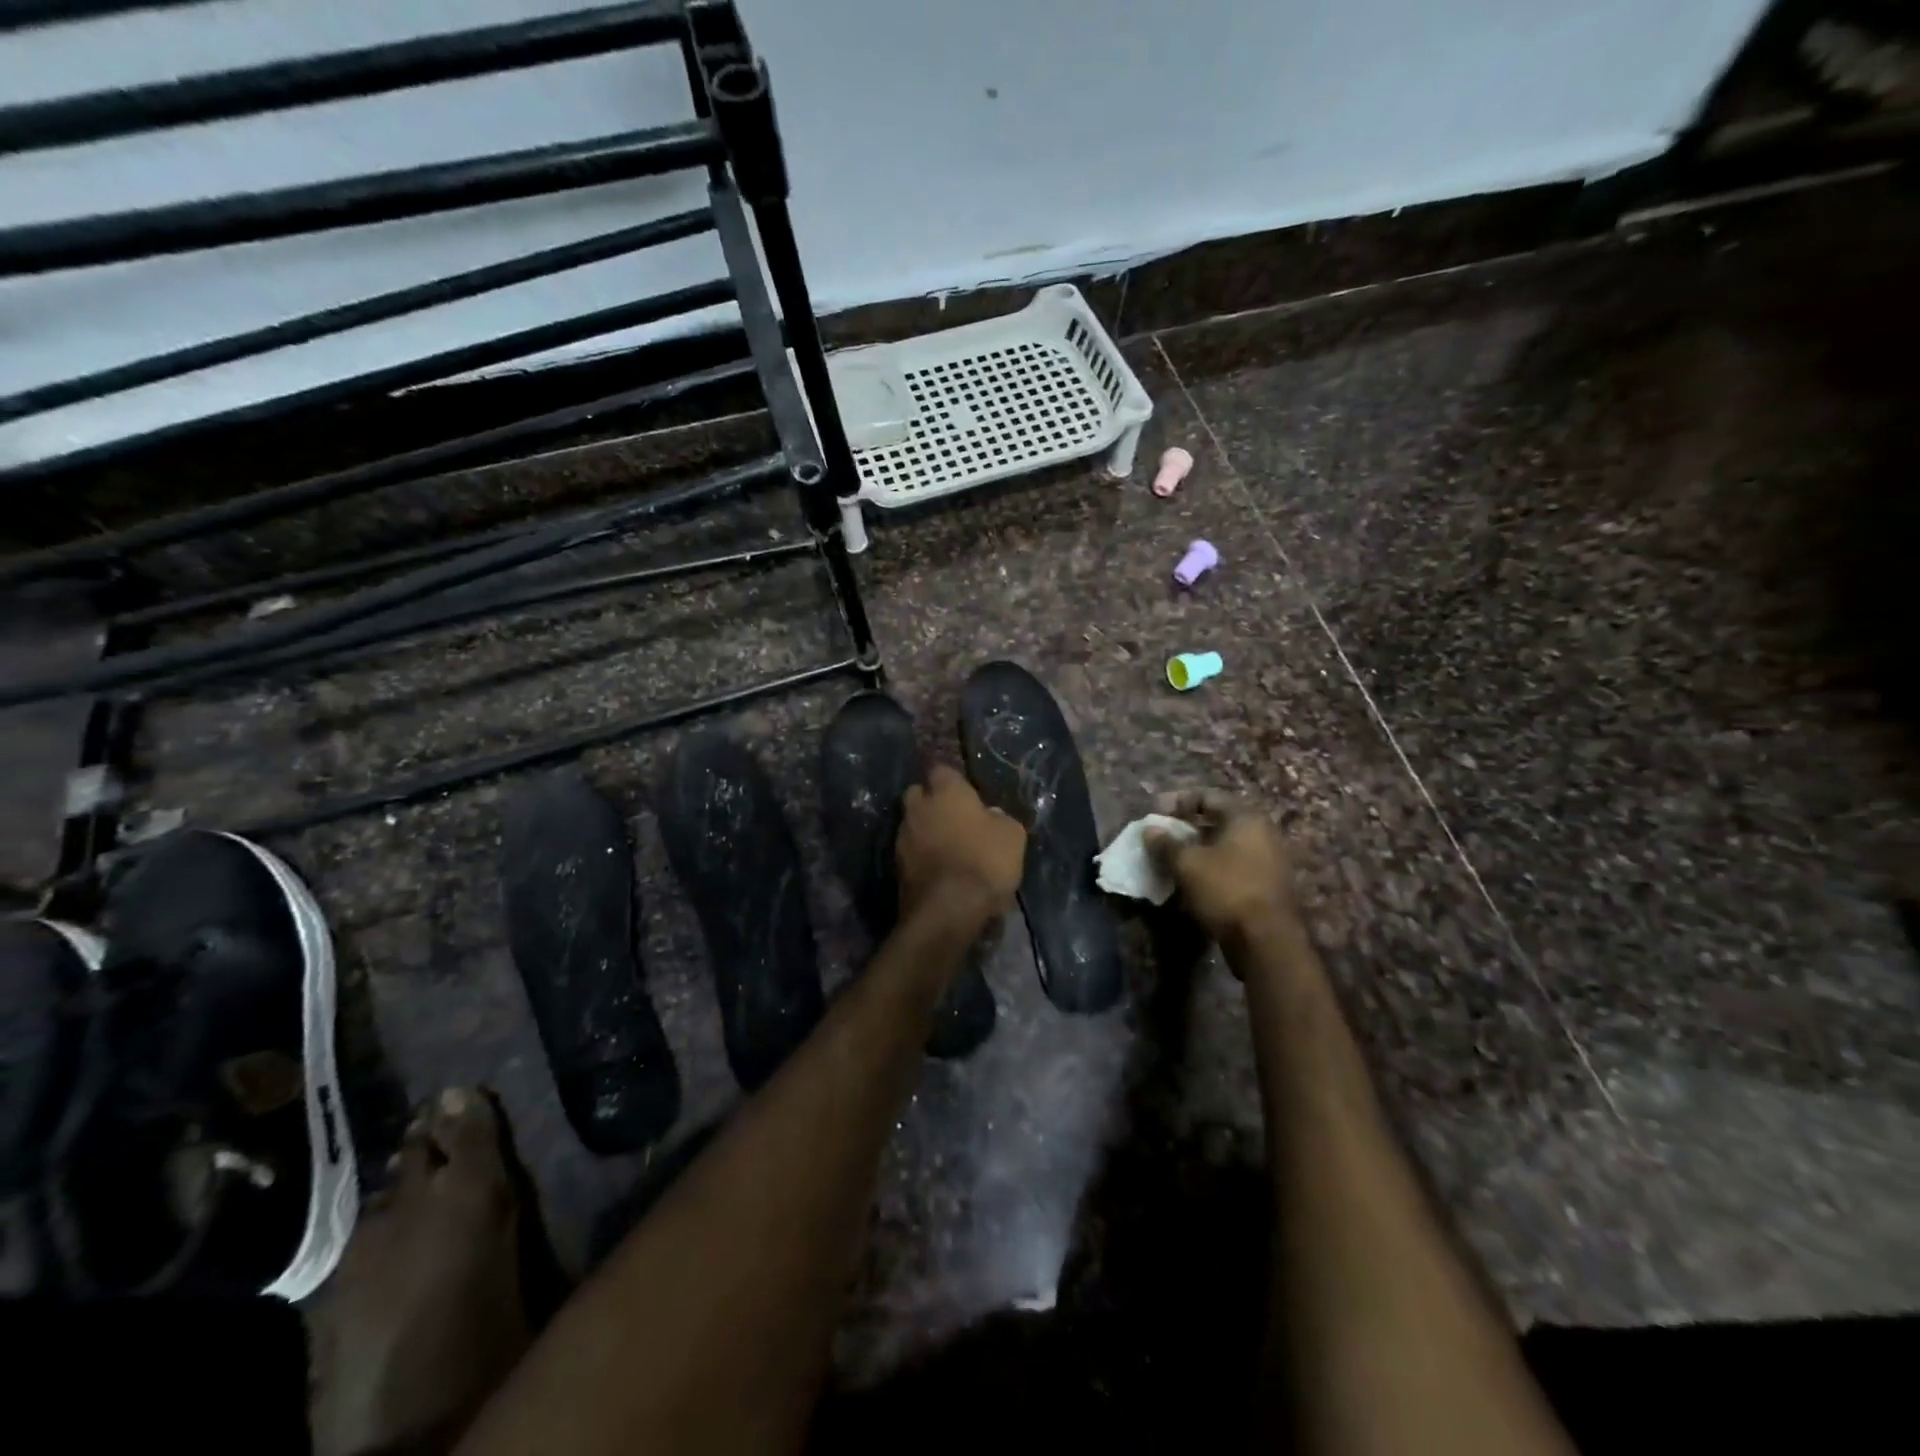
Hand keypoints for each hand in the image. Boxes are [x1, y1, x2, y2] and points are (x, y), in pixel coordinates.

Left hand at [897, 765, 1026, 924]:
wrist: (948, 909)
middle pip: (918, 793)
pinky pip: (910, 850)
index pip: (941, 769)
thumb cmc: (985, 861)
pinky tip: (939, 868)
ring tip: (947, 847)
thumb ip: (999, 818)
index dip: (954, 781)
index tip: (967, 793)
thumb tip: (990, 815)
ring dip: (926, 829)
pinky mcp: (896, 865)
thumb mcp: (1013, 835)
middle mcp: (919, 807)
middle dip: (931, 801)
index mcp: (946, 792)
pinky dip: (921, 855)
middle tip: (954, 817)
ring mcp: (903, 836)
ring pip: (912, 822)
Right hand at [1144, 789, 1296, 948]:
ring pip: (1223, 846)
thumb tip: (1150, 830)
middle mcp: (1261, 833)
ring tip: (1171, 861)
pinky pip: (1231, 867)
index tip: (1155, 814)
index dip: (1178, 802)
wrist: (1266, 941)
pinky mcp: (1265, 886)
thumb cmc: (1226, 890)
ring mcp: (1267, 861)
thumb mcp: (1187, 864)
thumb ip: (1166, 843)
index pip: (1207, 796)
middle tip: (1161, 838)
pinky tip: (1191, 883)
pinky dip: (1210, 869)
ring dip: (1196, 851)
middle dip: (1186, 828)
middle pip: (1217, 821)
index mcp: (1246, 818)